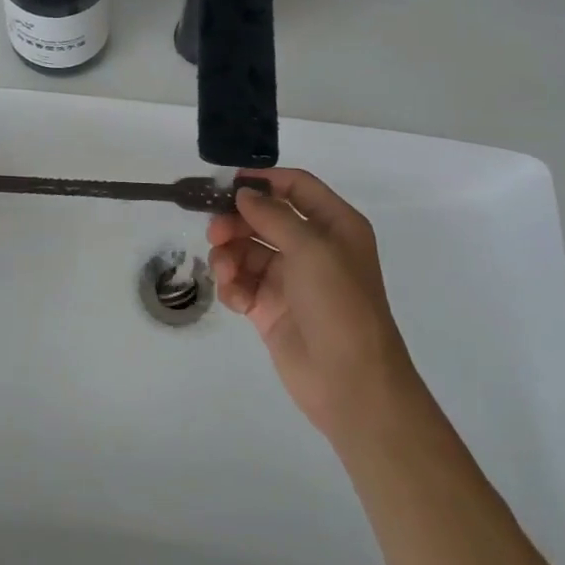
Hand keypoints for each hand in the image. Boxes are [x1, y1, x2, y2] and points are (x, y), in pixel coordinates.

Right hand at [207, 168, 417, 449]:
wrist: (350, 383)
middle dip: (236, 222)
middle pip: (262, 217)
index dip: (263, 181)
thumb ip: (273, 216)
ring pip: (245, 249)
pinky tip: (236, 300)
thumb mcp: (312, 250)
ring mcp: (289, 278)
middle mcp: (311, 247)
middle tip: (214, 233)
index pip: (296, 187)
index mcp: (334, 226)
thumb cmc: (339, 305)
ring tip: (226, 274)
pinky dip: (232, 286)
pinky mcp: (268, 307)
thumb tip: (243, 193)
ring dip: (229, 256)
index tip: (226, 184)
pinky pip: (240, 282)